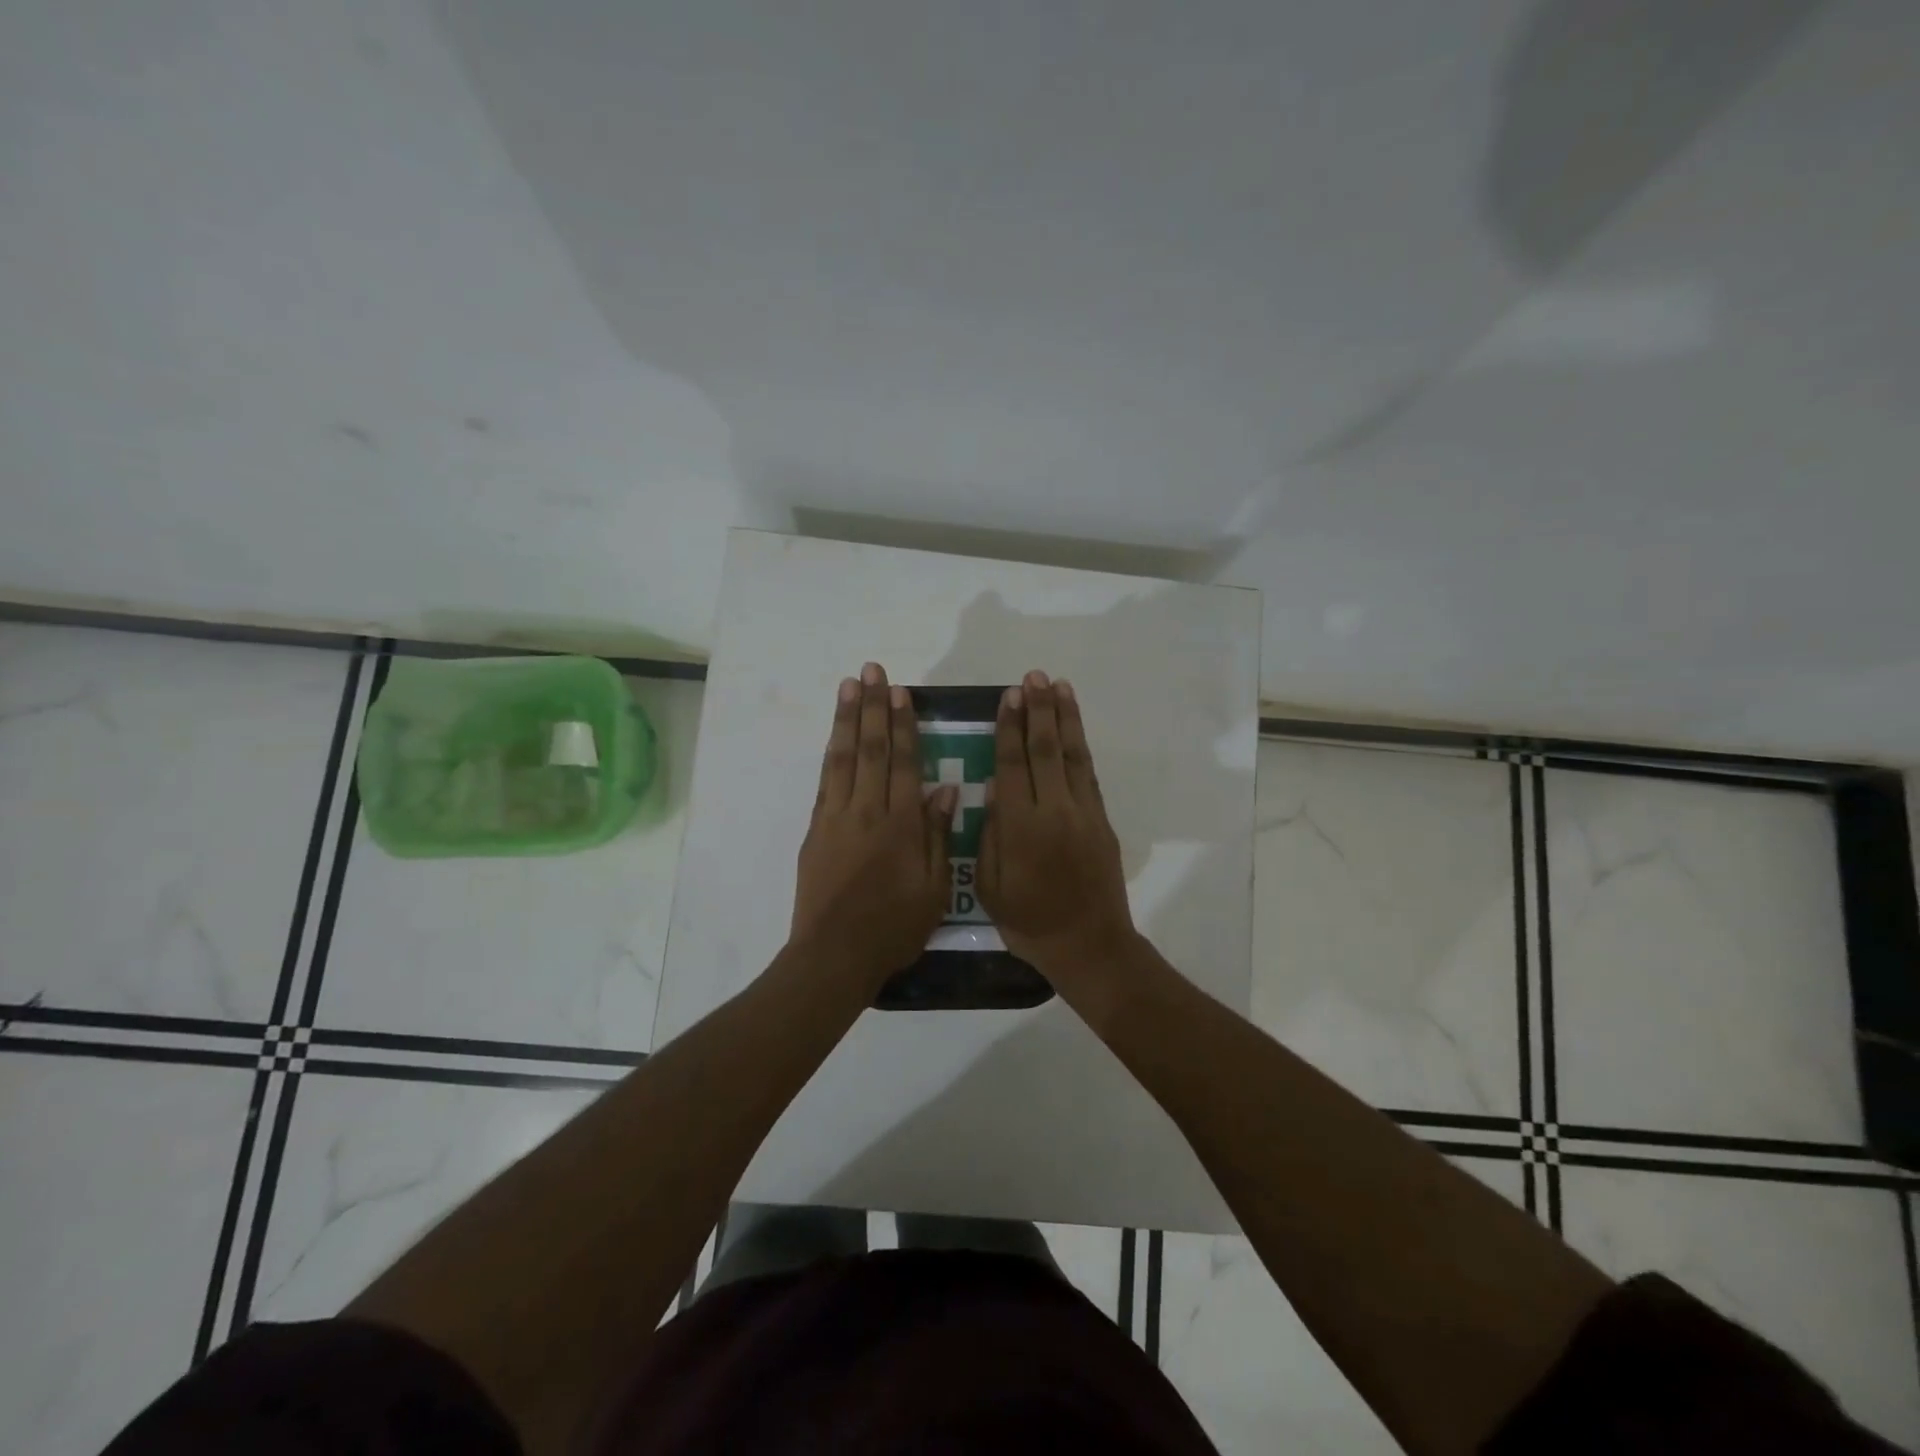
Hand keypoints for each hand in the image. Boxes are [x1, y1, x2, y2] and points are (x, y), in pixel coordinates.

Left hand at [790, 662, 958, 996]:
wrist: (834, 955)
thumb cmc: (893, 927)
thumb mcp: (933, 889)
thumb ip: (938, 836)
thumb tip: (945, 790)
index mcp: (900, 825)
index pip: (903, 762)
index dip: (903, 724)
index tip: (902, 692)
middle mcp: (866, 811)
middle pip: (870, 749)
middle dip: (873, 706)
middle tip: (873, 670)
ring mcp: (836, 818)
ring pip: (843, 758)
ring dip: (847, 719)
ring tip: (850, 686)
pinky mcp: (816, 830)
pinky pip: (826, 781)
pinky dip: (831, 753)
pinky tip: (835, 736)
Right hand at [977, 670, 1137, 984]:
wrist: (1089, 945)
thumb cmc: (1029, 922)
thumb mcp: (990, 887)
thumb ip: (989, 835)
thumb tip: (992, 789)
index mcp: (1021, 827)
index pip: (1012, 764)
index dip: (1009, 727)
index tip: (1008, 696)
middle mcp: (1054, 810)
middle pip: (1045, 749)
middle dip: (1038, 710)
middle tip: (1032, 677)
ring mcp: (1083, 813)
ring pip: (1072, 755)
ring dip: (1064, 718)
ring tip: (1058, 686)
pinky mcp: (1102, 820)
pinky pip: (1089, 774)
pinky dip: (1081, 746)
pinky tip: (1073, 728)